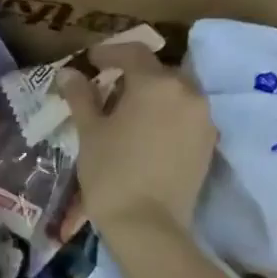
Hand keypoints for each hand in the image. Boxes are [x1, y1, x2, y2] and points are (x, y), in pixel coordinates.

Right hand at [59, 45, 214, 238]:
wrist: (148, 225)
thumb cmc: (111, 173)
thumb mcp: (89, 132)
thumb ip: (81, 97)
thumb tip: (68, 73)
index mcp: (156, 83)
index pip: (133, 53)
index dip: (109, 53)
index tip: (91, 61)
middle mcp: (187, 92)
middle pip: (158, 72)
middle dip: (133, 75)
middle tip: (107, 90)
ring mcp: (203, 118)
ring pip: (175, 94)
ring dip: (152, 96)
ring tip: (127, 114)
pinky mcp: (208, 143)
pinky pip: (185, 117)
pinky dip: (166, 117)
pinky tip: (147, 134)